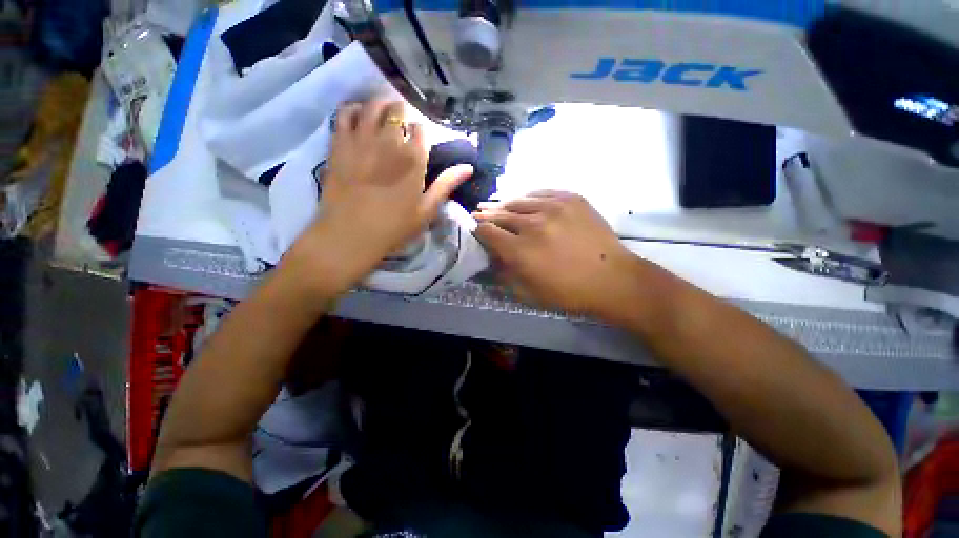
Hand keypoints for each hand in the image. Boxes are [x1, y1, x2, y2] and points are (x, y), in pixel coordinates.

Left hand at [294, 100, 472, 287]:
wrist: (350, 236)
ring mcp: (361, 141)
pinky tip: (359, 116)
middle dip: (402, 112)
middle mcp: (388, 143)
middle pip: (396, 111)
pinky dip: (353, 109)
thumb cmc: (393, 228)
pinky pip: (344, 115)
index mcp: (413, 161)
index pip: (421, 130)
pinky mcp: (338, 145)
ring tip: (384, 110)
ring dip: (380, 104)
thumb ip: (446, 185)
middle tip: (403, 119)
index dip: (422, 130)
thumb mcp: (426, 210)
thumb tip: (468, 167)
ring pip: (372, 106)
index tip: (420, 136)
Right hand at [474, 191, 641, 319]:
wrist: (612, 279)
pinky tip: (525, 201)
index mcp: (519, 250)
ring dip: (505, 205)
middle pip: (500, 214)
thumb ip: (504, 275)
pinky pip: (541, 193)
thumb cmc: (568, 292)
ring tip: (498, 206)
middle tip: (479, 212)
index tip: (476, 229)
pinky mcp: (571, 198)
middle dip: (486, 214)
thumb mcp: (529, 293)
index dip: (478, 229)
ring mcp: (553, 207)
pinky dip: (529, 198)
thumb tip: (492, 258)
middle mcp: (532, 224)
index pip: (487, 231)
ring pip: (518, 201)